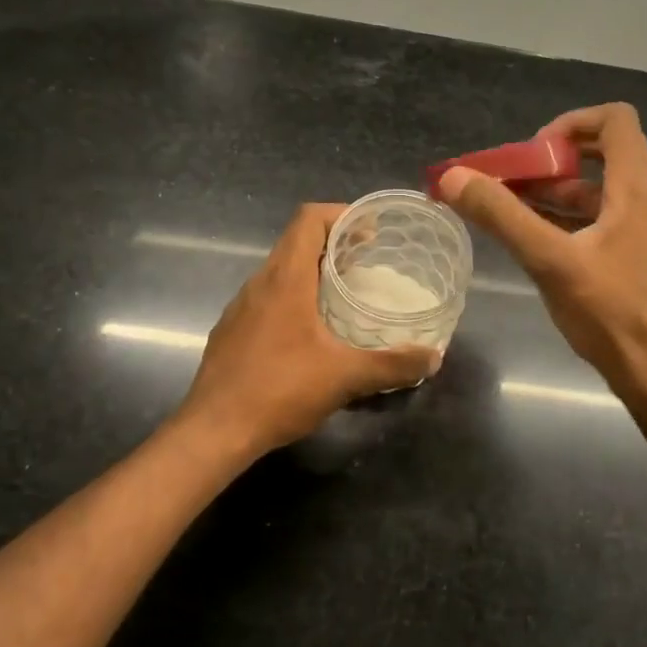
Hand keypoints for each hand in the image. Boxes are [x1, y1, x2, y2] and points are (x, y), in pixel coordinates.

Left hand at [178, 204, 439, 456]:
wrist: (213, 432)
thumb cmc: (279, 390)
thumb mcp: (345, 377)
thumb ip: (392, 365)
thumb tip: (433, 357)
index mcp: (285, 279)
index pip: (309, 219)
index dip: (341, 214)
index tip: (370, 233)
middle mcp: (259, 283)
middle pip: (296, 242)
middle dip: (333, 244)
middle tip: (367, 264)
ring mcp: (240, 307)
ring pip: (280, 271)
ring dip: (312, 272)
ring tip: (344, 295)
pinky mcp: (231, 331)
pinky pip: (267, 298)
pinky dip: (293, 299)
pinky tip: (310, 334)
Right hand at [438, 103, 646, 408]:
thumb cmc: (612, 314)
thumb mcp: (550, 261)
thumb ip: (502, 216)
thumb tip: (454, 177)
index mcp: (635, 188)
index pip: (615, 120)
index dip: (571, 123)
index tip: (533, 153)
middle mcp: (645, 200)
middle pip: (602, 152)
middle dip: (552, 160)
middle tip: (513, 181)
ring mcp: (643, 230)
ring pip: (597, 190)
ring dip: (554, 191)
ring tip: (510, 210)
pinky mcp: (635, 256)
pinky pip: (599, 220)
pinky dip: (565, 219)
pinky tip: (533, 242)